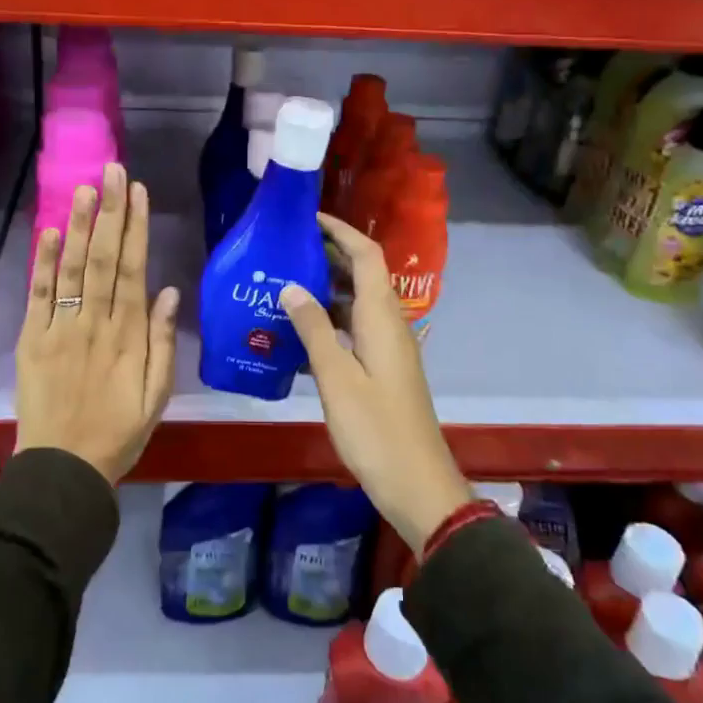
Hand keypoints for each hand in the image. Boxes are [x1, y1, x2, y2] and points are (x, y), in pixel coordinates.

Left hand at [15, 163, 180, 483]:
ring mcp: (60, 329)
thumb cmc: (118, 432)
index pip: (133, 269)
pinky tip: (49, 232)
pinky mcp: (32, 340)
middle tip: (112, 171)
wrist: (63, 470)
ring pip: (72, 269)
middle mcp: (95, 323)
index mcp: (129, 336)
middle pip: (103, 259)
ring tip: (84, 189)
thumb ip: (164, 342)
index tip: (137, 192)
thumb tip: (171, 291)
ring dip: (78, 226)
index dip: (135, 228)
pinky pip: (38, 296)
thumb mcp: (157, 395)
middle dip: (109, 212)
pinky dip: (42, 264)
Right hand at [280, 213, 471, 550]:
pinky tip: (299, 329)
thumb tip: (291, 286)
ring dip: (327, 286)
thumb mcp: (336, 377)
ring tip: (285, 281)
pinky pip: (355, 327)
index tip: (308, 217)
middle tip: (286, 248)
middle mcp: (389, 324)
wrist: (416, 484)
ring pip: (358, 301)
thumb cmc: (375, 429)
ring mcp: (387, 347)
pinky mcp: (382, 368)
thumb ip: (313, 328)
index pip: (367, 255)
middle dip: (329, 254)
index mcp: (382, 318)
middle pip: (363, 273)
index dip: (341, 231)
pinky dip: (330, 318)